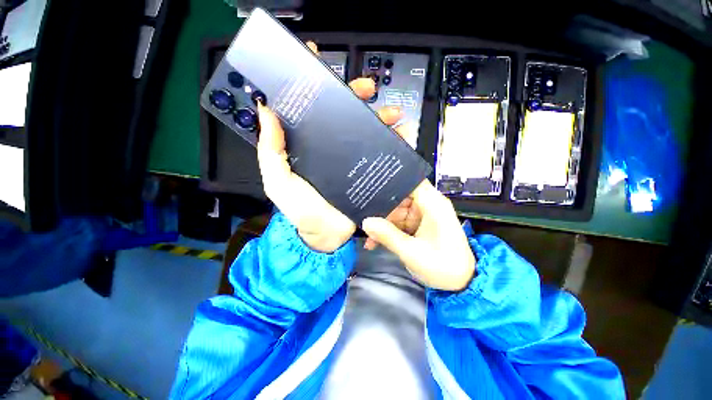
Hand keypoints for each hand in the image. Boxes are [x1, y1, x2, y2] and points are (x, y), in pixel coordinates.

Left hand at [256, 42, 404, 252]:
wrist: (326, 236)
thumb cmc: (301, 211)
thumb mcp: (279, 182)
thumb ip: (270, 152)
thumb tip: (267, 112)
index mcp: (309, 147)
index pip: (312, 110)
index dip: (314, 86)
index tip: (318, 60)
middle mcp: (330, 148)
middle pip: (343, 116)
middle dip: (356, 97)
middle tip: (368, 89)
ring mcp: (350, 160)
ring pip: (366, 132)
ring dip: (381, 119)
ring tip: (393, 115)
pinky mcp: (365, 172)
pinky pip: (380, 154)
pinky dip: (391, 144)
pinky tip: (400, 137)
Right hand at [362, 180, 475, 290]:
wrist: (461, 283)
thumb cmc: (442, 266)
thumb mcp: (412, 252)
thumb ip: (388, 235)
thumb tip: (365, 222)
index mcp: (432, 204)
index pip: (409, 181)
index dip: (390, 182)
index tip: (370, 188)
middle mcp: (427, 205)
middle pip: (399, 196)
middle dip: (380, 207)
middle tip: (361, 215)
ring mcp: (421, 215)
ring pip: (396, 211)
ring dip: (382, 223)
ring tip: (366, 233)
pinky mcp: (418, 225)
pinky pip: (398, 222)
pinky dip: (388, 230)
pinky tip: (374, 241)